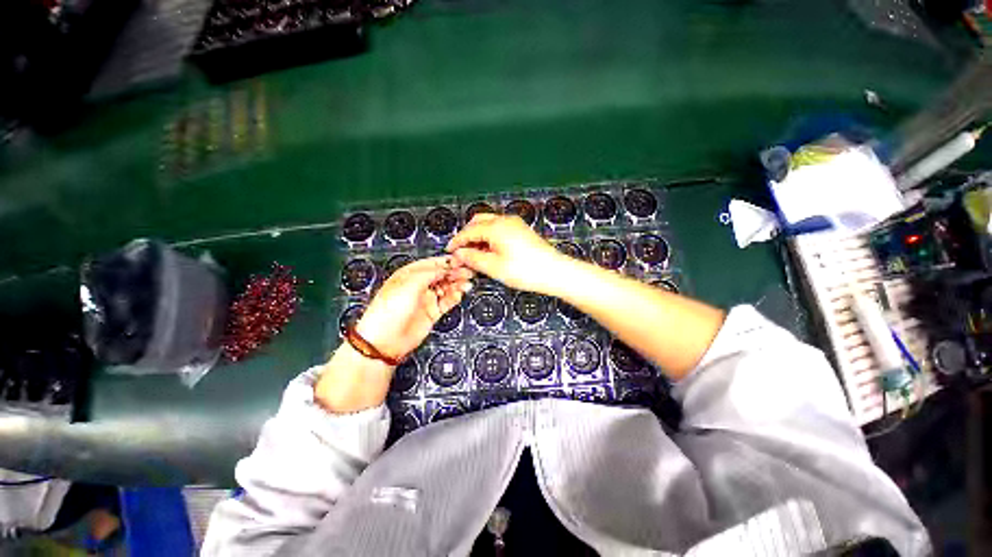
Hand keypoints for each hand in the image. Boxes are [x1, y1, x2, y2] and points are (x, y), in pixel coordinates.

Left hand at [355, 256, 472, 359]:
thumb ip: (429, 274)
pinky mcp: (432, 312)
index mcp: (409, 274)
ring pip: (446, 287)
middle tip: (468, 273)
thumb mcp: (409, 285)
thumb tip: (444, 268)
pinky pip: (447, 301)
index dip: (447, 262)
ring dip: (457, 284)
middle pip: (442, 275)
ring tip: (466, 284)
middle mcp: (419, 285)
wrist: (385, 341)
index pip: (433, 264)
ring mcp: (426, 299)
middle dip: (455, 273)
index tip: (460, 262)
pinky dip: (455, 297)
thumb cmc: (387, 312)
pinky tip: (460, 294)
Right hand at [446, 214, 567, 294]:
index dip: (457, 241)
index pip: (469, 231)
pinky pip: (499, 228)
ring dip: (478, 236)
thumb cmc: (525, 271)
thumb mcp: (494, 267)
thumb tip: (459, 254)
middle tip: (461, 252)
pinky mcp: (521, 230)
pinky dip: (489, 237)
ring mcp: (515, 224)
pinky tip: (489, 251)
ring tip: (474, 254)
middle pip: (478, 221)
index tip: (449, 251)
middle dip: (467, 235)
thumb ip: (473, 258)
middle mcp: (505, 220)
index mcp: (496, 227)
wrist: (554, 271)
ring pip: (489, 224)